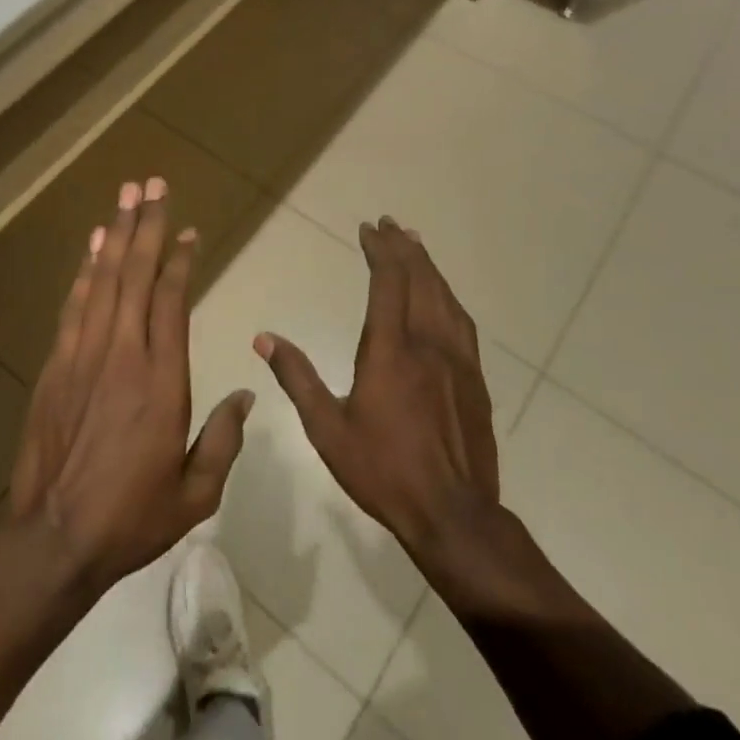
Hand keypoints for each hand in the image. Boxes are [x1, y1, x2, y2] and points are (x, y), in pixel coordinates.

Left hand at [8, 177, 254, 596]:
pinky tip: (94, 245)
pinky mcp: (56, 364)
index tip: (188, 231)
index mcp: (163, 381)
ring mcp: (84, 355)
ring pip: (104, 280)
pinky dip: (86, 269)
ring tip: (126, 195)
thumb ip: (224, 440)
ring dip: (117, 234)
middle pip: (136, 275)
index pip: (172, 302)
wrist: (54, 537)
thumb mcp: (195, 493)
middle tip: (153, 184)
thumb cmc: (132, 517)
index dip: (180, 261)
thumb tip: (246, 395)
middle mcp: (123, 354)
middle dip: (147, 225)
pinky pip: (75, 304)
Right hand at [255, 217, 510, 605]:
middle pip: (420, 280)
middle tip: (390, 224)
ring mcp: (457, 360)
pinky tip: (443, 297)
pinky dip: (448, 296)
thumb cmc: (384, 470)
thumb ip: (297, 378)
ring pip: (444, 297)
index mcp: (391, 350)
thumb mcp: (328, 428)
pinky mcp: (475, 379)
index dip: (380, 250)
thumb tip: (264, 339)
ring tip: (416, 245)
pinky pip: (462, 322)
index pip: (388, 282)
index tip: (368, 228)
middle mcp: (428, 343)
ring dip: (428, 266)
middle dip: (404, 247)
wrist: (454, 515)